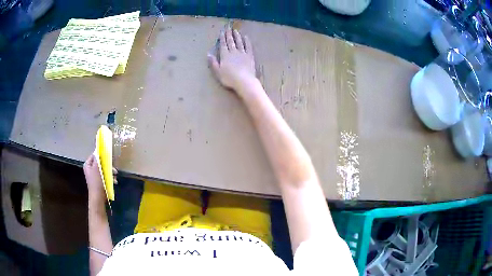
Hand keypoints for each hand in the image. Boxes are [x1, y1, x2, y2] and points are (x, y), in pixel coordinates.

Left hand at [83, 154, 116, 207]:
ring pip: (104, 169)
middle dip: (108, 166)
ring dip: (110, 172)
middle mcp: (91, 169)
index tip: (108, 156)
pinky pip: (105, 176)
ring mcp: (95, 175)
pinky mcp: (100, 181)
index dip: (101, 155)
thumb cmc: (96, 182)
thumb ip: (97, 159)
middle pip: (100, 163)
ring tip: (115, 176)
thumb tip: (98, 150)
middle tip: (114, 169)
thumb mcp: (96, 168)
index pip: (94, 155)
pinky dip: (110, 178)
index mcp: (88, 165)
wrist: (98, 197)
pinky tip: (114, 181)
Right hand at [208, 27, 256, 93]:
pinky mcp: (250, 56)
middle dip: (229, 34)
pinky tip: (246, 37)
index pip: (223, 44)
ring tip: (235, 31)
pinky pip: (248, 47)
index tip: (222, 32)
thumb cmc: (229, 78)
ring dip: (237, 36)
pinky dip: (247, 41)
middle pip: (231, 41)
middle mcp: (233, 52)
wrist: (244, 81)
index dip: (222, 38)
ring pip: (239, 42)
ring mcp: (242, 53)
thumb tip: (208, 54)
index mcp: (225, 55)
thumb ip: (213, 62)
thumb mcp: (218, 72)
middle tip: (228, 28)